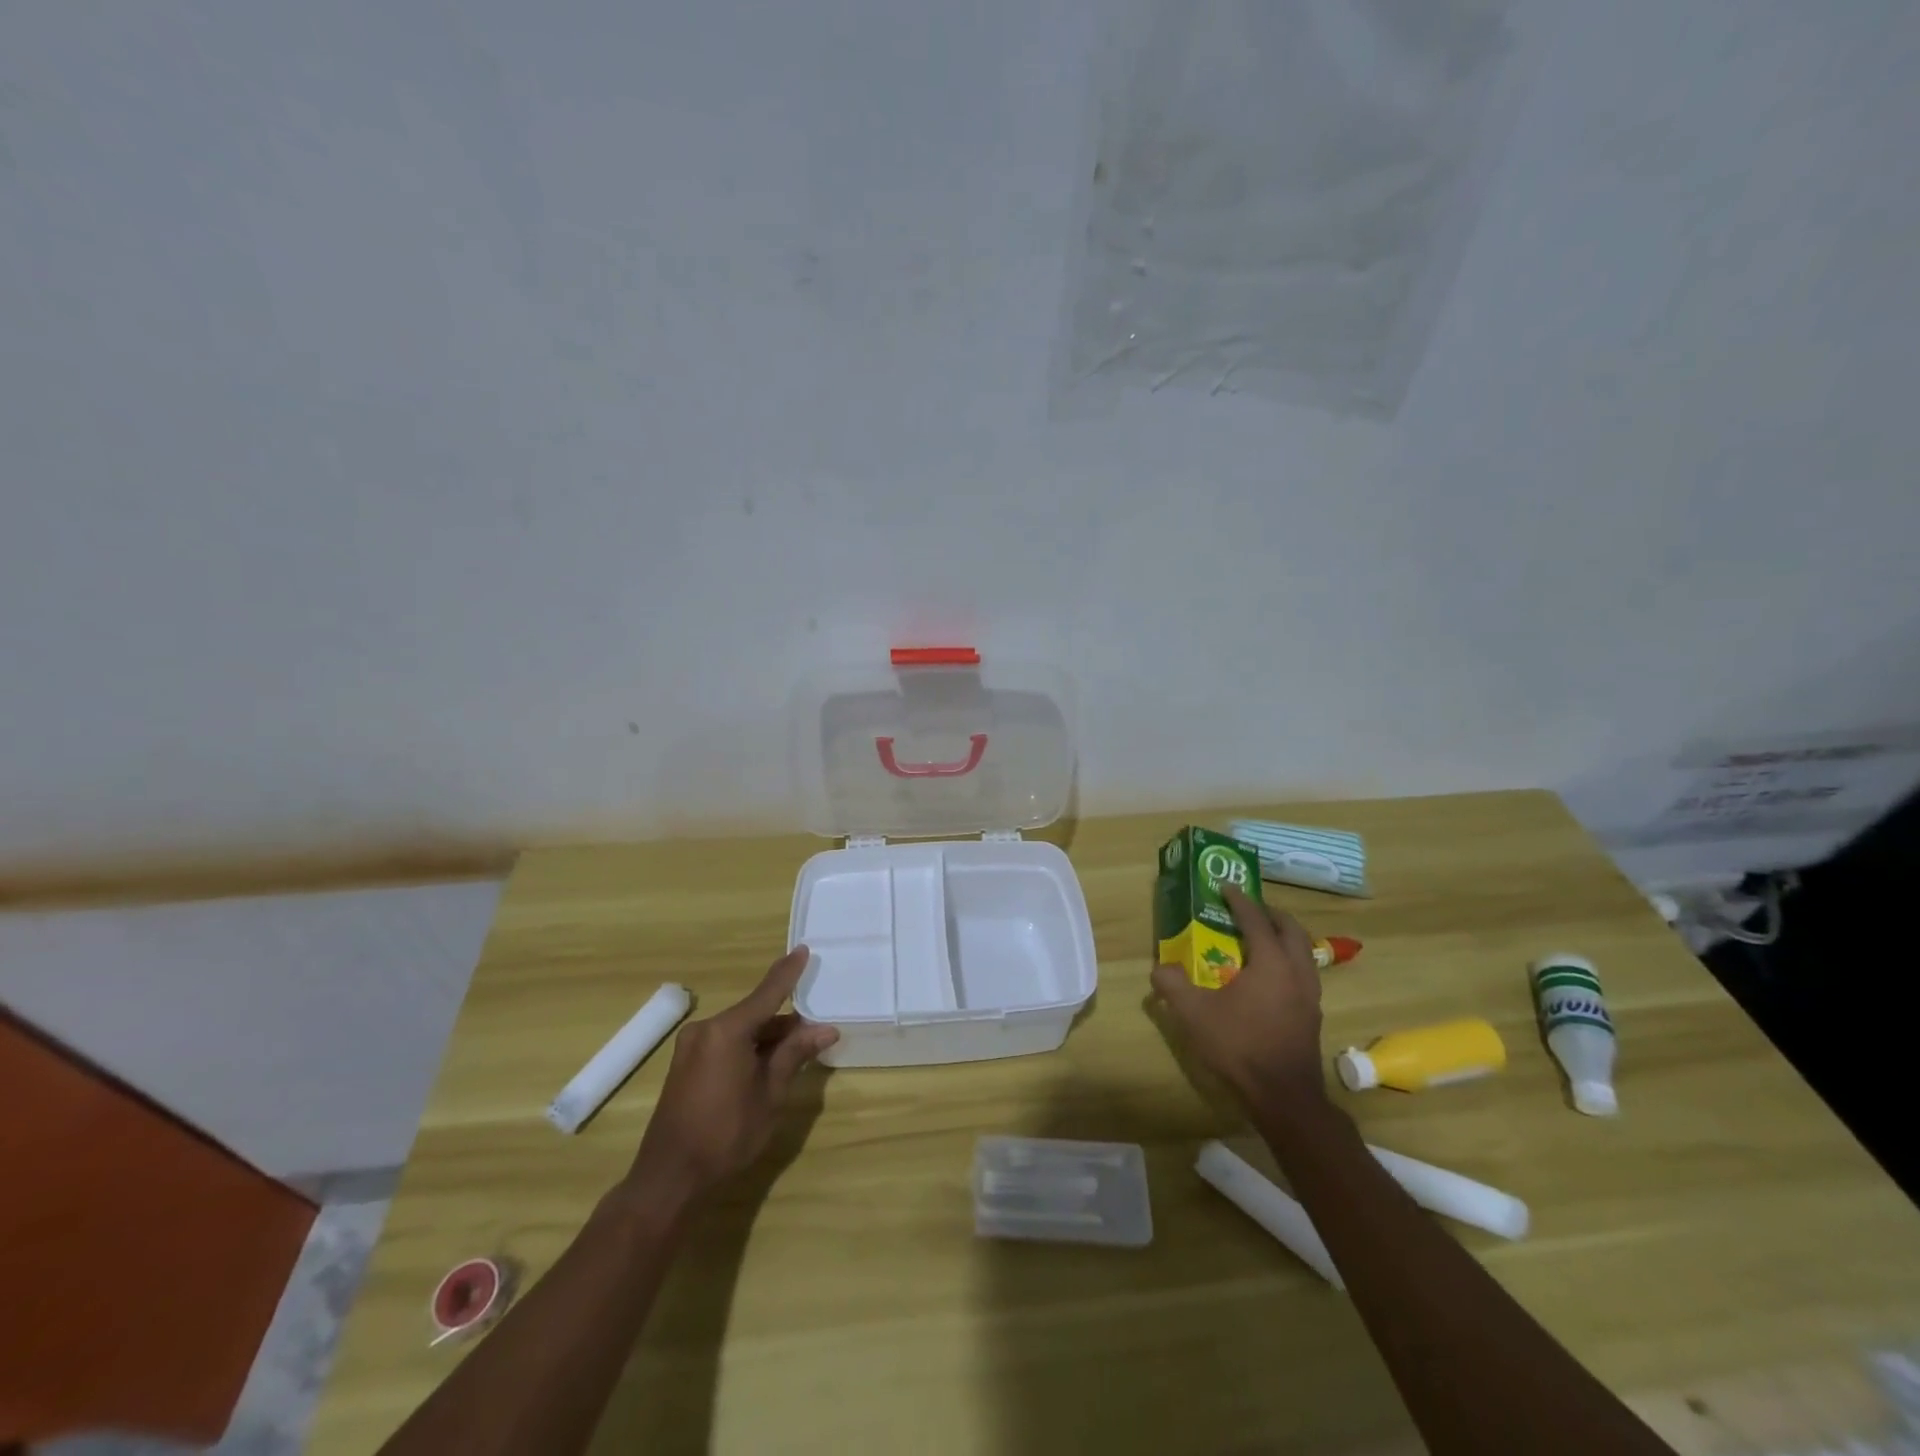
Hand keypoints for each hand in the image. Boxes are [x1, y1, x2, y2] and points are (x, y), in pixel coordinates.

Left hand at [624, 947, 837, 1201]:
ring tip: (798, 1051)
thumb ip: (795, 1054)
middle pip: (755, 1014)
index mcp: (727, 1030)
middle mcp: (706, 1029)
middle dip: (785, 1022)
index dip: (788, 972)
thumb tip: (825, 1029)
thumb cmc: (726, 1135)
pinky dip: (749, 1047)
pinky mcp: (686, 1064)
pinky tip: (767, 1063)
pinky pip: (725, 1043)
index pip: (767, 993)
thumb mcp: (770, 1095)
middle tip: (816, 1031)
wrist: (669, 1178)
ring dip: (768, 1037)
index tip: (804, 950)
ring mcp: (692, 1046)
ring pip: (741, 1030)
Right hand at [1151, 885, 1327, 1114]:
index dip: (1240, 901)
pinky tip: (1269, 977)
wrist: (1284, 1097)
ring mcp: (1310, 994)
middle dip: (1270, 914)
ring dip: (1283, 937)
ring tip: (1260, 939)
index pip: (1256, 920)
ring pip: (1303, 951)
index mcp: (1271, 962)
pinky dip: (1288, 960)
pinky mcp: (1312, 1015)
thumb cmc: (1239, 1046)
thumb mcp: (1194, 1014)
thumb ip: (1172, 985)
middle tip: (1248, 909)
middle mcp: (1296, 971)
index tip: (1226, 887)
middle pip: (1290, 929)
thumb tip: (1159, 968)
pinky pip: (1303, 972)